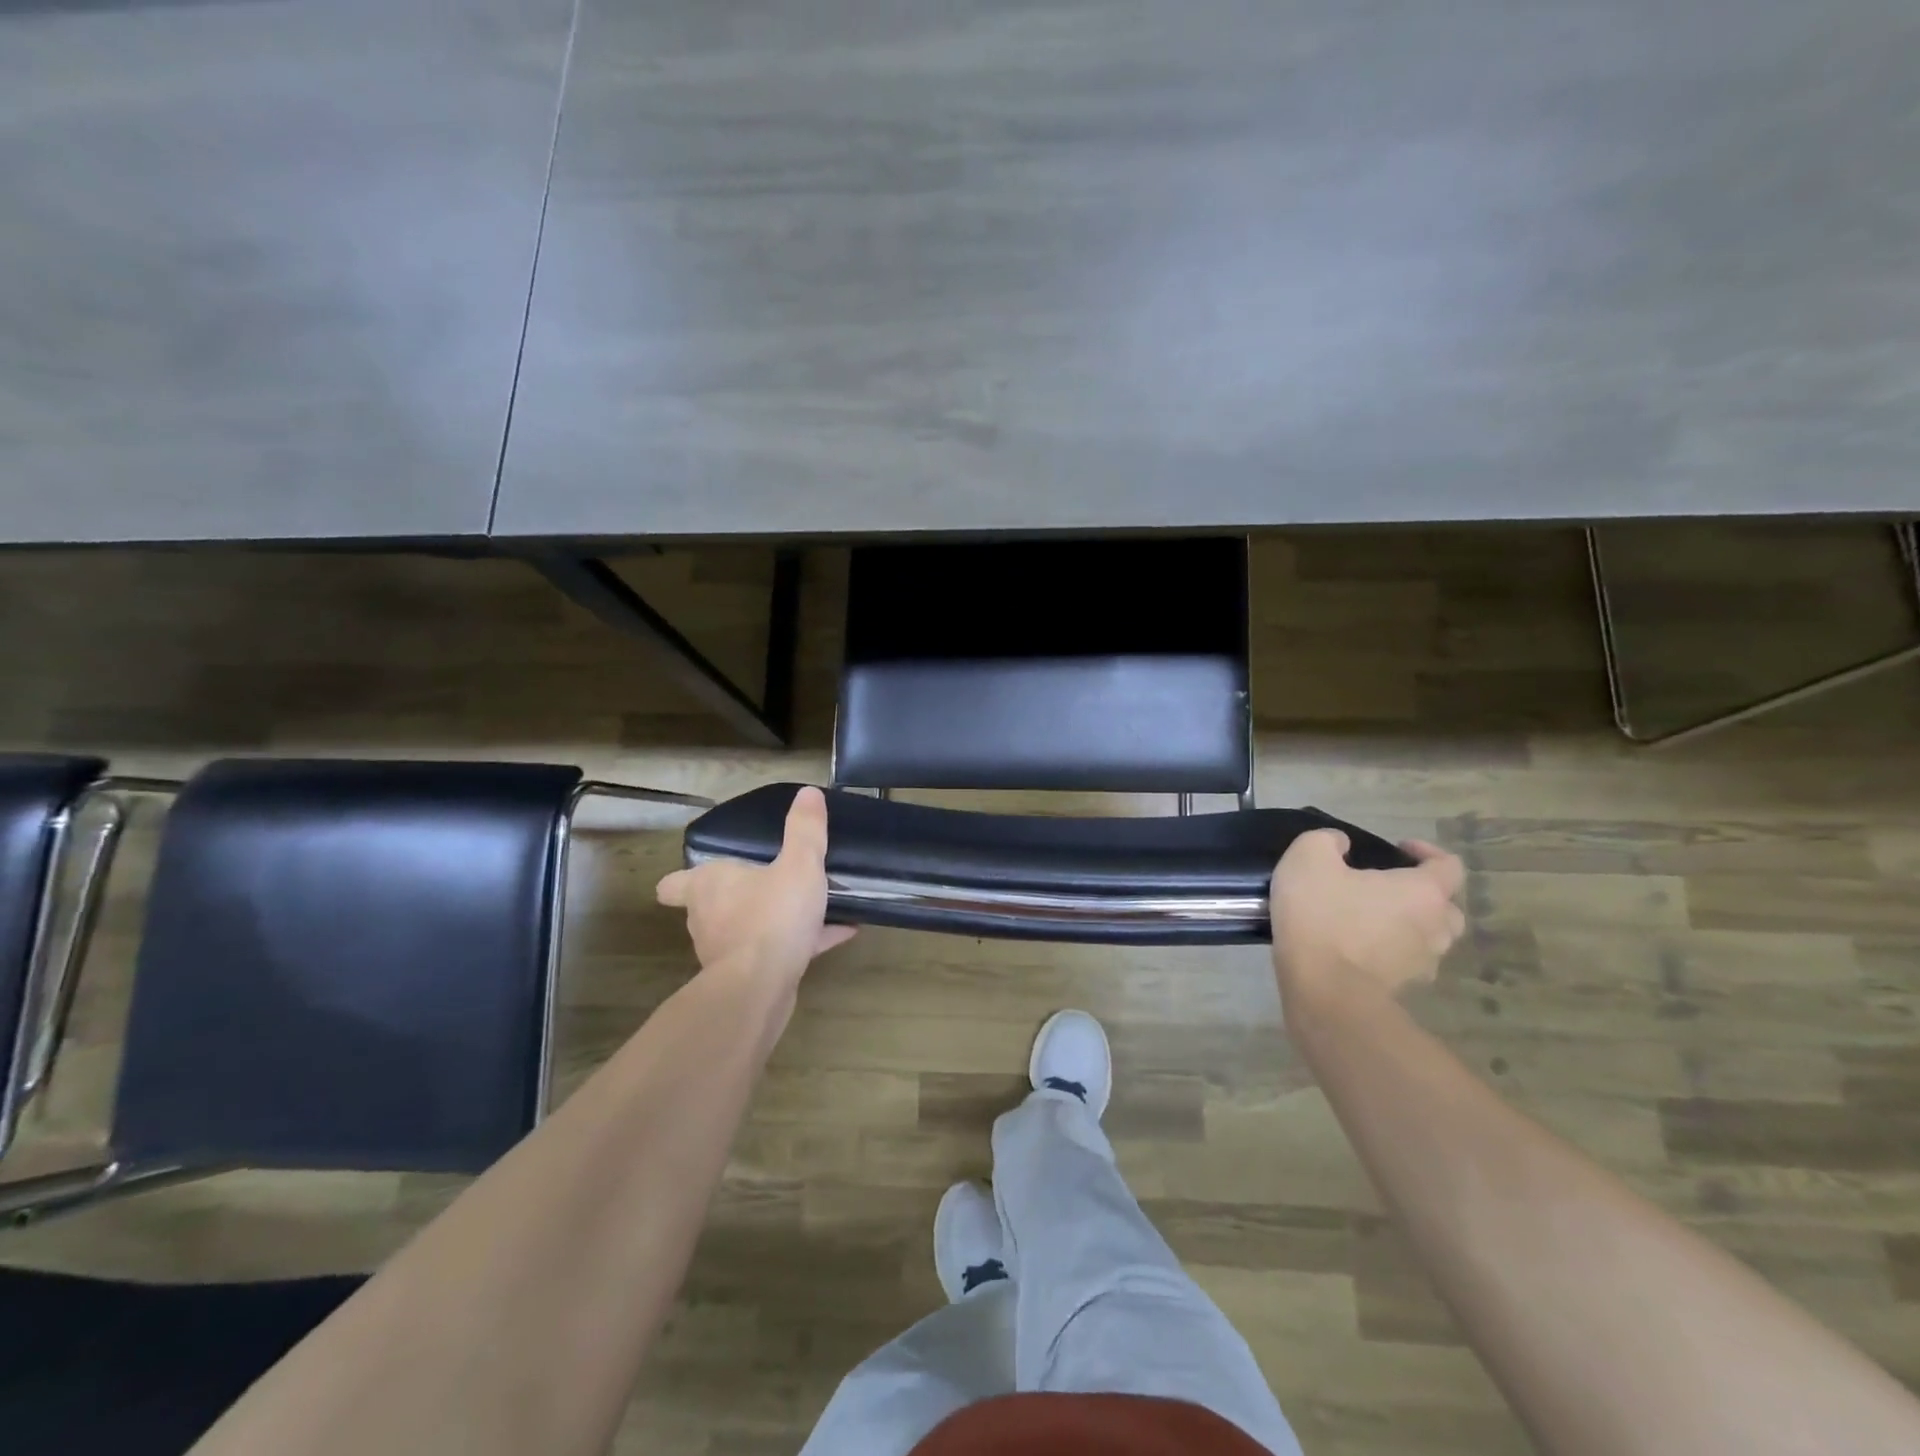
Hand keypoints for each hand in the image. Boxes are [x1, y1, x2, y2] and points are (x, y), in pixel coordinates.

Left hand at [655, 786, 855, 986]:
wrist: (760, 988)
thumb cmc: (771, 916)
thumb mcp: (799, 864)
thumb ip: (805, 830)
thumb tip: (807, 793)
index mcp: (709, 885)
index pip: (673, 884)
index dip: (683, 880)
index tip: (702, 876)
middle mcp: (708, 918)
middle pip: (713, 905)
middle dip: (740, 896)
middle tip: (770, 881)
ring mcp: (726, 951)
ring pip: (747, 929)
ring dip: (772, 920)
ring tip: (811, 907)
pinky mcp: (749, 977)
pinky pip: (777, 951)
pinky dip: (803, 941)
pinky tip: (840, 933)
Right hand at [1270, 830, 1466, 1016]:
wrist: (1322, 988)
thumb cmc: (1321, 915)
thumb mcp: (1309, 857)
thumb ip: (1327, 840)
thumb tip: (1341, 844)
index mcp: (1423, 891)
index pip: (1450, 865)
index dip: (1427, 851)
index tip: (1397, 848)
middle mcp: (1435, 927)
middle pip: (1447, 906)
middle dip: (1424, 894)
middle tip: (1388, 888)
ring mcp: (1424, 963)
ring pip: (1431, 938)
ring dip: (1410, 926)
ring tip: (1374, 920)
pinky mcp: (1405, 988)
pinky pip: (1408, 963)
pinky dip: (1393, 953)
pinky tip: (1362, 949)